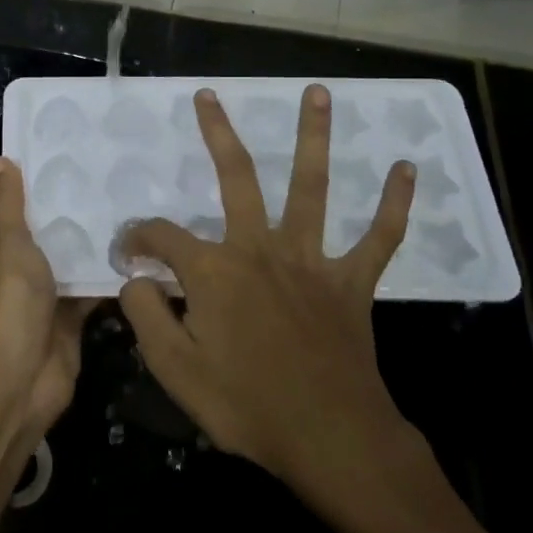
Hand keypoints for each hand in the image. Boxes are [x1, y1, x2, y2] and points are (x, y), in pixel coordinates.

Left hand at [0, 158, 88, 439]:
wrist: (23, 374)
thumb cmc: (8, 298)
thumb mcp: (6, 240)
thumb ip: (7, 201)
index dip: (12, 178)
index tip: (47, 156)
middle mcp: (1, 266)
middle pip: (27, 226)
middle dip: (55, 205)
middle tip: (91, 174)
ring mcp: (32, 292)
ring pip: (57, 255)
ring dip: (80, 237)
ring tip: (114, 202)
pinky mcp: (61, 313)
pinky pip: (80, 285)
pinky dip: (98, 272)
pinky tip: (127, 246)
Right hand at [116, 86, 429, 524]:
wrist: (331, 440)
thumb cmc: (246, 405)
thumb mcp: (174, 368)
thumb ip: (146, 315)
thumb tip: (135, 279)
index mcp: (214, 270)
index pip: (161, 236)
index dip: (136, 240)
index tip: (126, 256)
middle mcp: (260, 249)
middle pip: (237, 177)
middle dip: (218, 133)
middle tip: (208, 96)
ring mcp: (311, 261)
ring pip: (312, 187)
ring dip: (315, 137)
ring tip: (318, 93)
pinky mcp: (351, 283)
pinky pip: (379, 238)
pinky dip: (394, 205)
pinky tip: (407, 169)